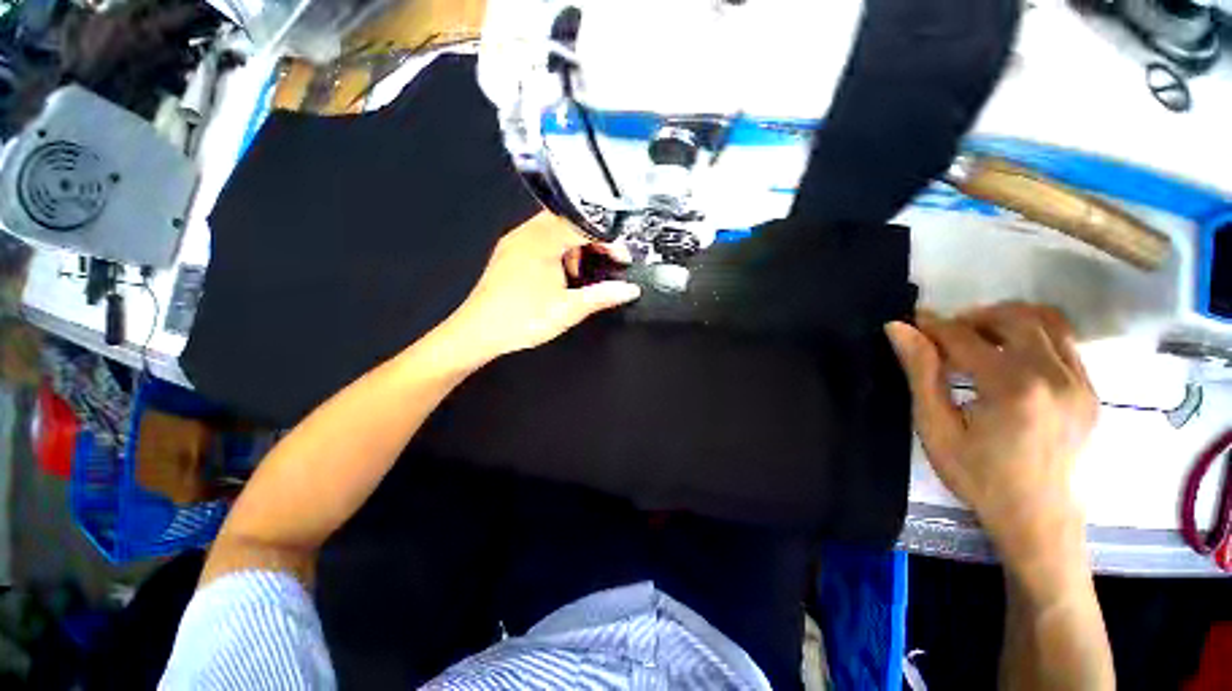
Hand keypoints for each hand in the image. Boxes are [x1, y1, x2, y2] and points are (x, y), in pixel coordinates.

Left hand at [441, 212, 640, 364]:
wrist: (478, 333)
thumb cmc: (521, 320)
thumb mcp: (568, 309)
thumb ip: (602, 296)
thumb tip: (629, 290)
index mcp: (541, 241)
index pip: (583, 224)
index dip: (608, 238)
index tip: (621, 256)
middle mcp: (525, 234)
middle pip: (569, 222)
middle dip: (592, 241)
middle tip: (605, 261)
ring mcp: (515, 242)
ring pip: (554, 230)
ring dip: (574, 247)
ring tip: (579, 275)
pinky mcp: (510, 254)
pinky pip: (541, 241)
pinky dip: (558, 252)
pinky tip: (560, 276)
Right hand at [885, 303, 1097, 567]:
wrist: (1039, 521)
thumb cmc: (979, 478)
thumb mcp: (937, 429)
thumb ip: (921, 373)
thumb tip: (900, 329)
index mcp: (1014, 388)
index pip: (966, 337)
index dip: (934, 325)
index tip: (913, 321)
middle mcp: (1055, 375)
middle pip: (1014, 317)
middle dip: (973, 317)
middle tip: (945, 335)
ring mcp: (1081, 382)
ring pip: (1047, 321)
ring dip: (1007, 320)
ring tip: (979, 339)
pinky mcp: (1091, 391)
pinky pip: (1065, 343)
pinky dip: (1033, 336)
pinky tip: (1010, 358)